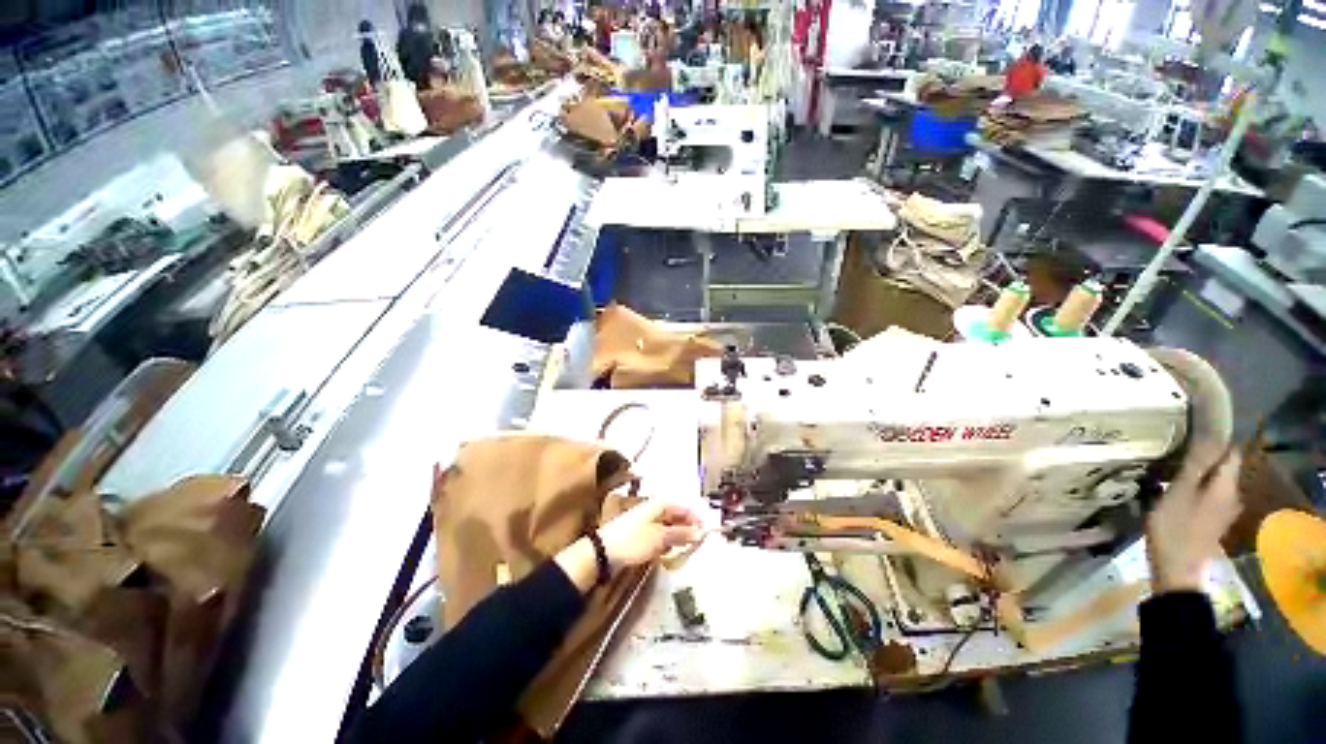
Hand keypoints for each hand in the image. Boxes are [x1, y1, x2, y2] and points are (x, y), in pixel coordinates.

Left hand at [598, 500, 705, 569]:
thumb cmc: (634, 540)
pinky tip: (668, 552)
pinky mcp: (640, 534)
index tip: (705, 532)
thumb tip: (699, 532)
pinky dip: (667, 542)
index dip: (695, 518)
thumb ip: (680, 534)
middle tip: (696, 543)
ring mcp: (646, 521)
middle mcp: (654, 509)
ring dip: (678, 536)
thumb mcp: (660, 537)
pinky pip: (660, 535)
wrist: (604, 551)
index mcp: (659, 505)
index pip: (683, 507)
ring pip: (668, 526)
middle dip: (687, 528)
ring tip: (684, 549)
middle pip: (676, 516)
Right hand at [1146, 443, 1242, 592]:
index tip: (1194, 430)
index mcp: (1226, 485)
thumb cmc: (1176, 527)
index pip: (1230, 452)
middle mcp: (1232, 495)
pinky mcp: (1211, 521)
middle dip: (1203, 458)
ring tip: (1171, 468)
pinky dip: (1193, 489)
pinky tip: (1174, 491)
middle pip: (1221, 468)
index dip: (1216, 439)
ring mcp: (1223, 511)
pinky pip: (1205, 496)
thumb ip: (1196, 465)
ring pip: (1212, 483)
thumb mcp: (1180, 492)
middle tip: (1176, 448)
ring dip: (1196, 474)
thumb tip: (1210, 435)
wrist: (1177, 569)